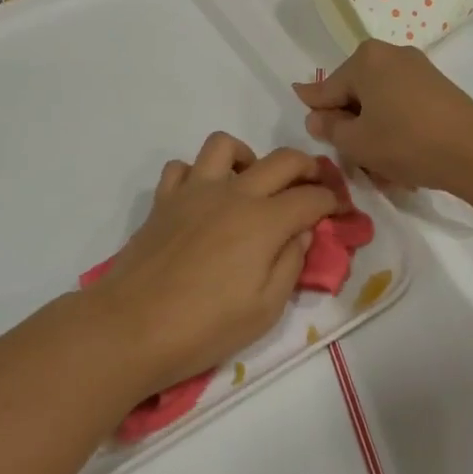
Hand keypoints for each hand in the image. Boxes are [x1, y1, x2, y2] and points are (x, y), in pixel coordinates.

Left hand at [83, 133, 338, 396]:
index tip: (340, 211)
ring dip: (248, 157)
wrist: (132, 326)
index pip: (311, 198)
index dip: (333, 202)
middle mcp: (232, 194)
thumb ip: (291, 264)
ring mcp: (193, 191)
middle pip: (281, 160)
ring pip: (225, 145)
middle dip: (307, 167)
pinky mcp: (163, 200)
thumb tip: (300, 232)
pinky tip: (204, 198)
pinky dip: (198, 174)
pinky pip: (181, 168)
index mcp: (263, 222)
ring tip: (252, 184)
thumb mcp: (265, 309)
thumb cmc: (205, 327)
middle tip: (313, 186)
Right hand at [292, 41, 472, 193]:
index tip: (311, 126)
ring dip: (373, 129)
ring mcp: (417, 68)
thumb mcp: (355, 141)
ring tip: (379, 163)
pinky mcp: (437, 86)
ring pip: (379, 101)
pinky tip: (401, 154)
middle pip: (354, 92)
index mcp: (365, 58)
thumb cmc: (404, 143)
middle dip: (350, 123)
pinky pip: (401, 104)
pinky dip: (395, 126)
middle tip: (352, 156)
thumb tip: (316, 116)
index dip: (317, 113)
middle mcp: (390, 53)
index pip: (326, 89)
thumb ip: (328, 127)